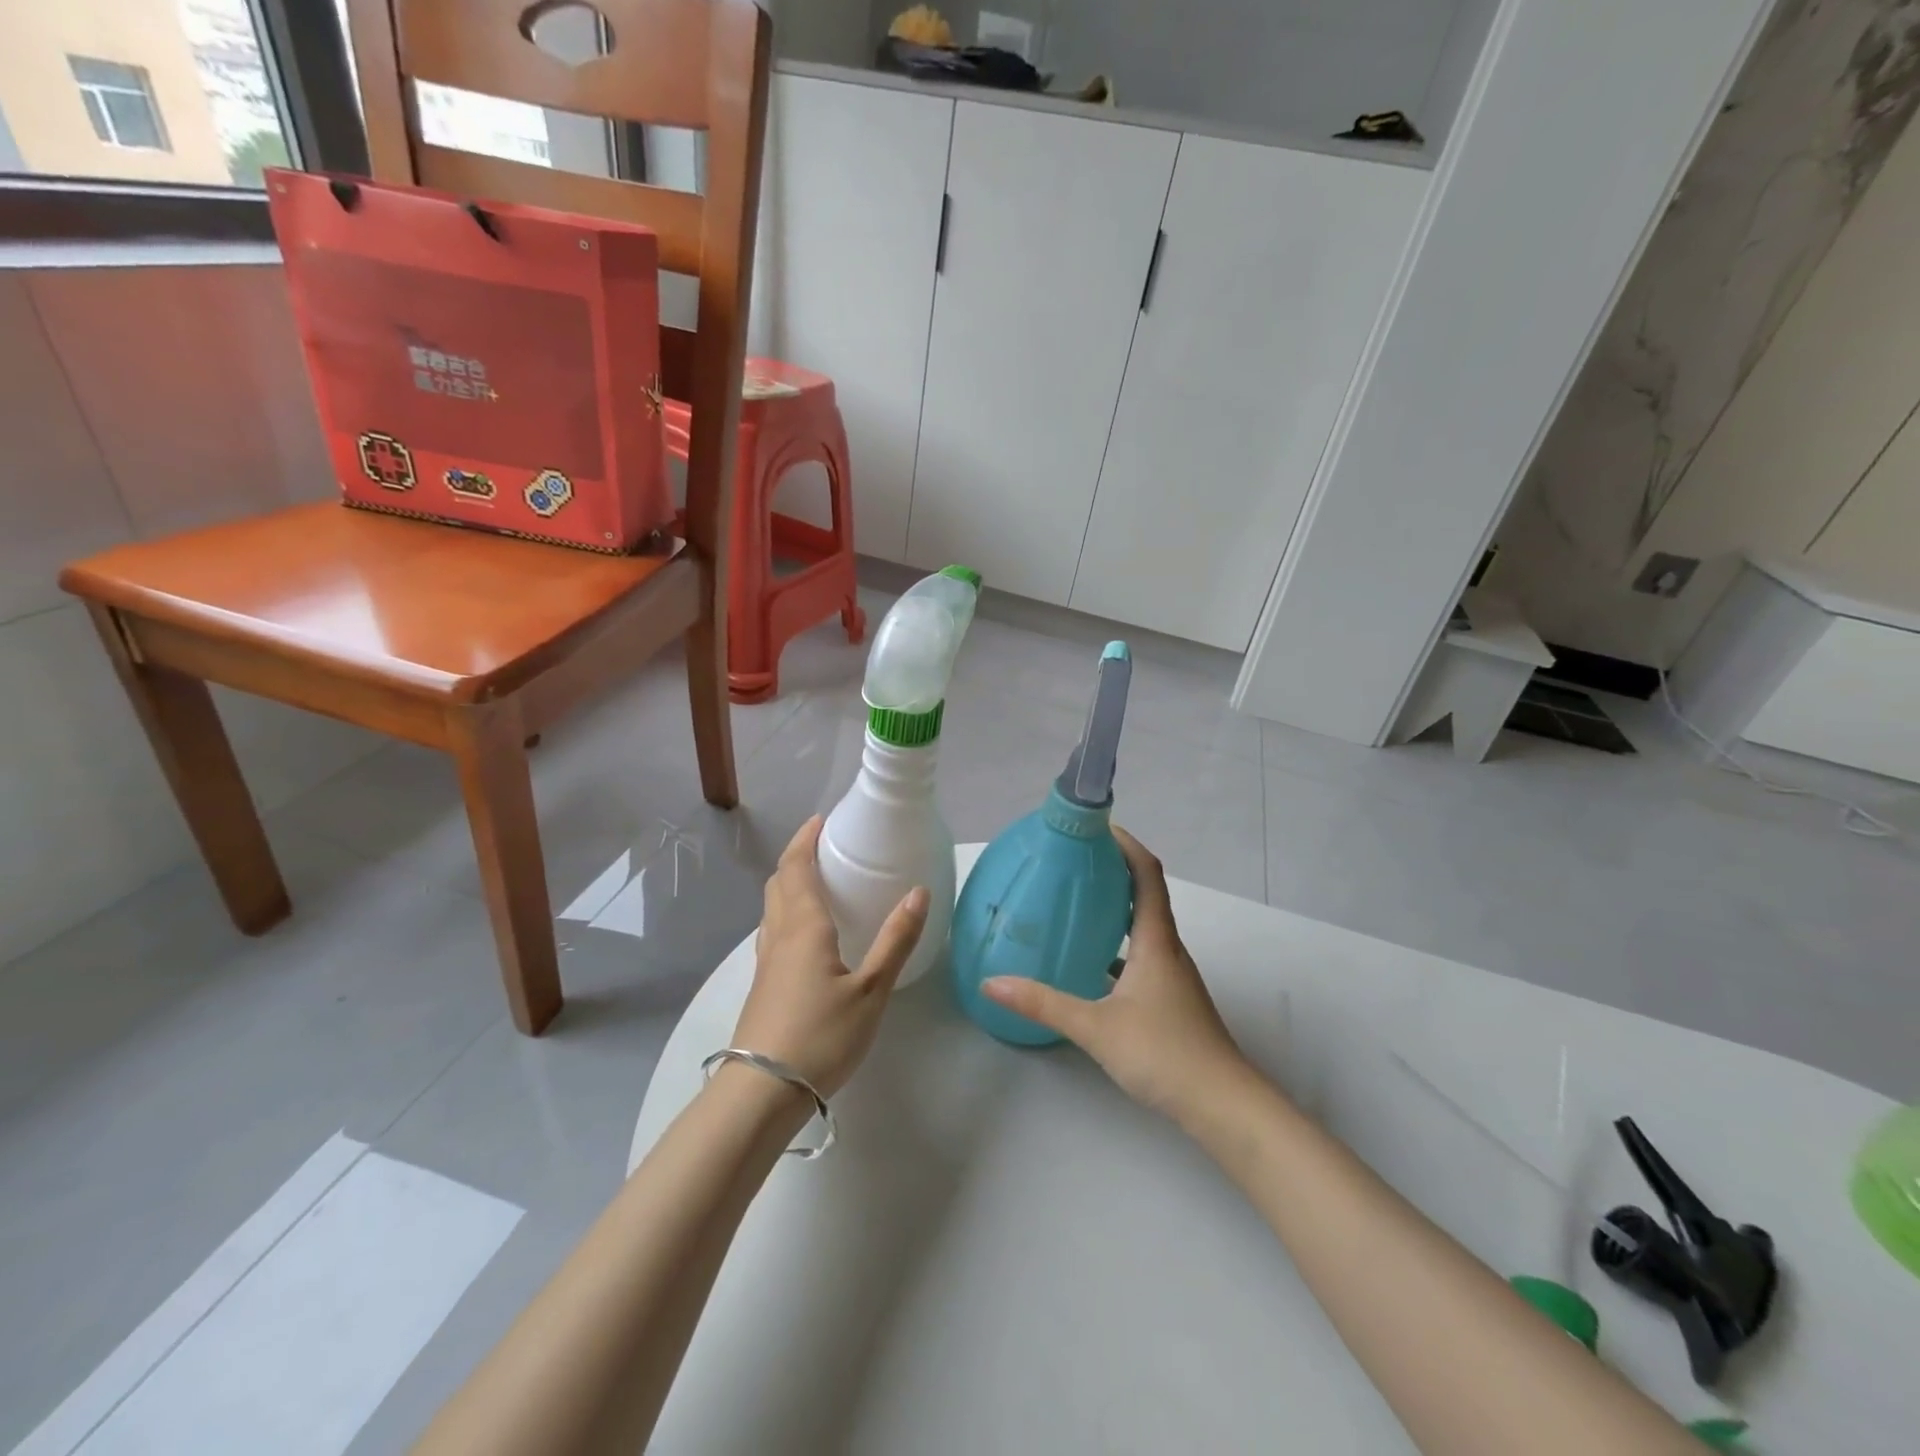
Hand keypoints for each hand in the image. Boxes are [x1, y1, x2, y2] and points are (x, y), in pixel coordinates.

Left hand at [731, 816, 929, 1098]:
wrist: (762, 1090)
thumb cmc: (821, 1036)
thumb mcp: (871, 991)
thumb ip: (895, 941)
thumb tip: (918, 893)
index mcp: (804, 927)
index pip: (797, 867)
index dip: (806, 840)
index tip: (821, 820)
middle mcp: (779, 934)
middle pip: (779, 882)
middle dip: (796, 857)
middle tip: (822, 845)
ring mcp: (766, 961)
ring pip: (772, 907)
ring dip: (789, 883)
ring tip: (816, 881)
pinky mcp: (763, 984)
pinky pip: (773, 930)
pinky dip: (787, 911)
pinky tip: (806, 934)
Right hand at [982, 826, 1247, 1119]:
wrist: (1223, 1106)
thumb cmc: (1164, 1053)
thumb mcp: (1096, 1027)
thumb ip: (1043, 1004)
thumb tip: (992, 982)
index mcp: (1156, 940)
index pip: (1146, 874)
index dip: (1126, 845)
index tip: (1096, 826)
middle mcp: (1167, 949)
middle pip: (1145, 894)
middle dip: (1113, 871)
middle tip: (1072, 861)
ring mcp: (1171, 976)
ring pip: (1142, 927)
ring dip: (1115, 908)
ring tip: (1074, 904)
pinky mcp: (1169, 1000)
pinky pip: (1140, 956)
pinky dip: (1116, 946)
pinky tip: (1089, 964)